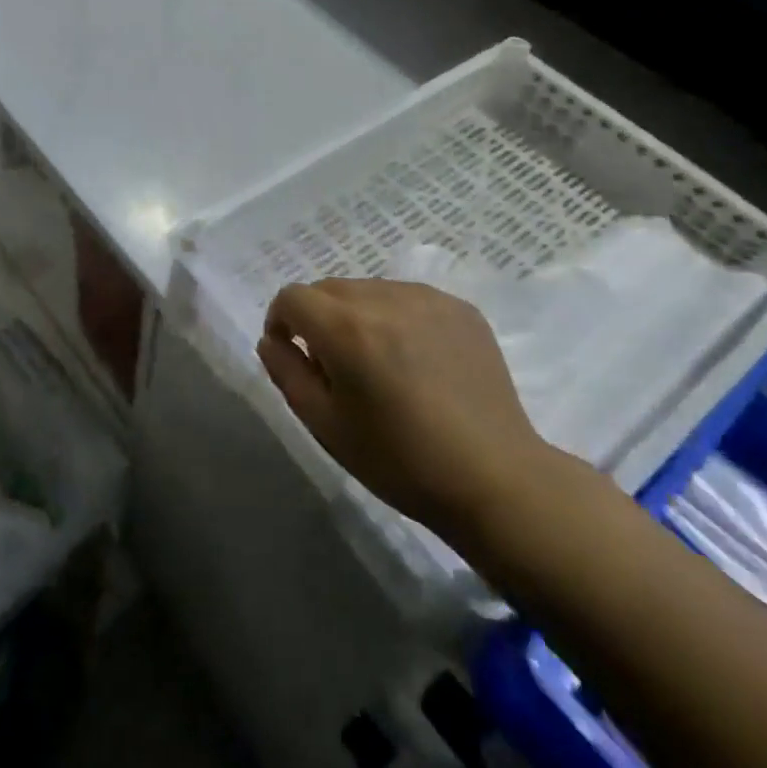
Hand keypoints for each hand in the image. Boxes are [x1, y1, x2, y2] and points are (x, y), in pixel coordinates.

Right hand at [257, 278, 552, 535]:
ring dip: (357, 316)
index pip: (293, 297)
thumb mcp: (324, 424)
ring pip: (369, 290)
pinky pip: (408, 298)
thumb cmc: (399, 460)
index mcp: (347, 329)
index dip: (281, 321)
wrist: (494, 478)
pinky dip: (396, 318)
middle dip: (318, 318)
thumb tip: (272, 340)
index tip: (291, 352)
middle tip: (334, 366)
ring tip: (378, 363)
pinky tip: (415, 360)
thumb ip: (286, 372)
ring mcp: (428, 299)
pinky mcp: (460, 308)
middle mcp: (385, 299)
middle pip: (329, 288)